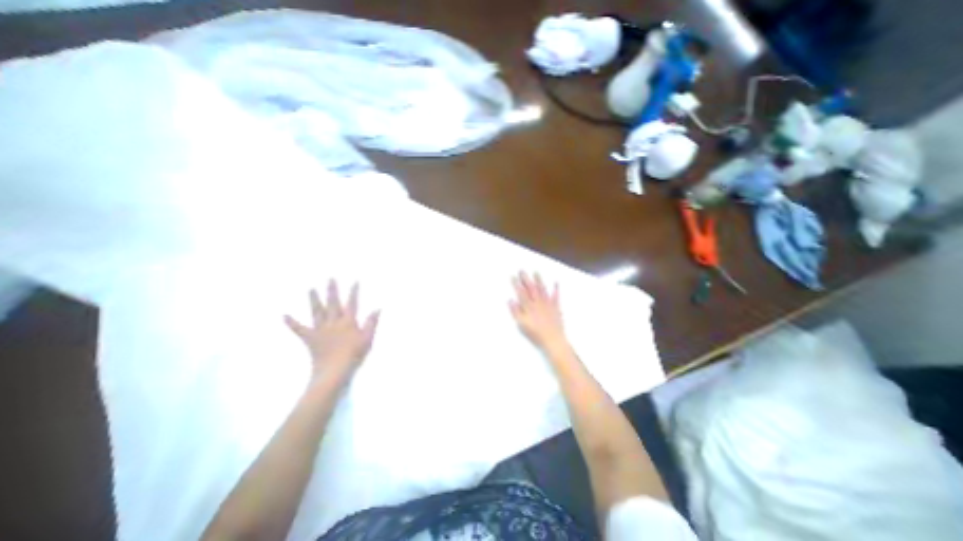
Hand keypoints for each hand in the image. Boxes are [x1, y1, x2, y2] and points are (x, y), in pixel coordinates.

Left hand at [282, 282, 379, 382]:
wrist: (334, 370)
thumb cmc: (354, 355)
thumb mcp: (367, 339)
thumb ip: (371, 323)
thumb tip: (377, 308)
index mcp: (348, 322)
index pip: (352, 303)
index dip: (354, 292)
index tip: (355, 281)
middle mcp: (334, 322)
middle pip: (333, 303)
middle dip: (332, 290)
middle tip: (330, 278)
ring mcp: (321, 329)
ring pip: (317, 311)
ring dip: (314, 299)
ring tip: (311, 289)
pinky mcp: (310, 338)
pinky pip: (299, 329)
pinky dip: (292, 322)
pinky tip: (284, 315)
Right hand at [507, 273, 564, 351]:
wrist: (553, 339)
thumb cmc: (535, 334)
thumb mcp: (522, 324)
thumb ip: (515, 312)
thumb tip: (510, 300)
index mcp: (528, 307)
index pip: (521, 292)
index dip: (516, 284)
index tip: (513, 276)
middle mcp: (538, 302)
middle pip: (531, 288)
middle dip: (526, 278)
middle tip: (522, 270)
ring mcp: (548, 304)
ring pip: (542, 289)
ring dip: (539, 280)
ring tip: (535, 272)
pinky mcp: (556, 307)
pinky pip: (556, 296)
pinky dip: (556, 289)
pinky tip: (555, 282)